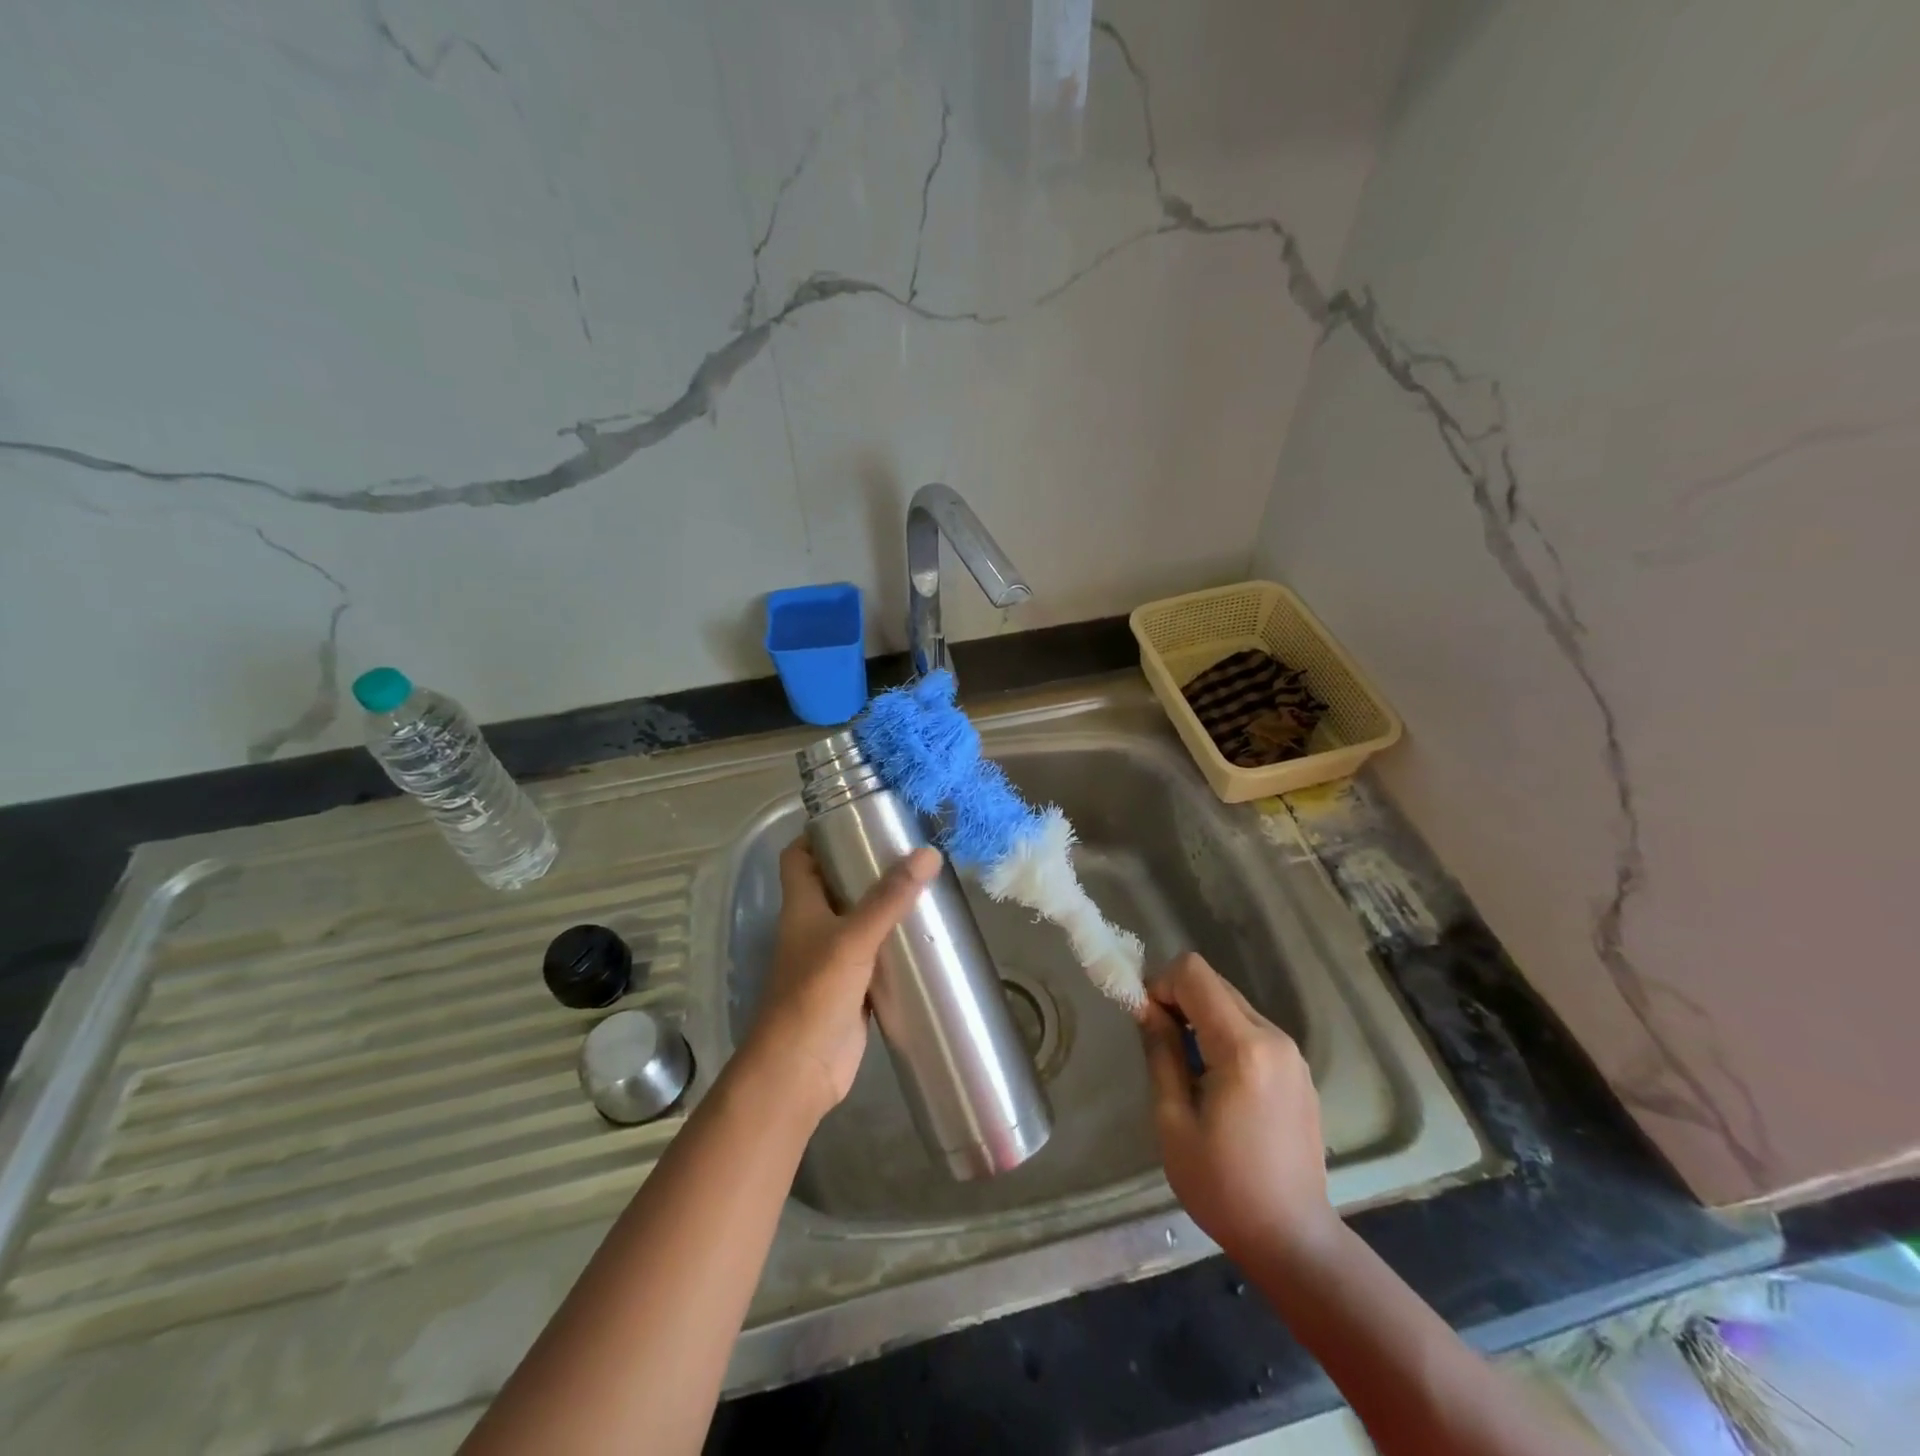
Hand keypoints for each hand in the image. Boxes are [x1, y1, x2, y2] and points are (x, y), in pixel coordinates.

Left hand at [740, 838, 942, 1119]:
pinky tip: (924, 935)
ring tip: (923, 882)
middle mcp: (813, 927)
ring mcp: (832, 959)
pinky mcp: (852, 986)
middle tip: (905, 847)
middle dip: (864, 864)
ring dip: (883, 903)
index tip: (856, 817)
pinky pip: (874, 953)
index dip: (818, 834)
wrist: (800, 1070)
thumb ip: (889, 899)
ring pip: (857, 919)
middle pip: (833, 883)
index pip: (798, 857)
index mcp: (801, 906)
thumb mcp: (853, 939)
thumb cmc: (815, 995)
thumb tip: (928, 853)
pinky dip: (893, 942)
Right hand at [1138, 952, 1339, 1268]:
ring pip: (1232, 1002)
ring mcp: (1292, 1053)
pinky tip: (1216, 1081)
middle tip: (1159, 1041)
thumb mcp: (1173, 1120)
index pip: (1194, 973)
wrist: (1294, 1241)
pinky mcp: (1298, 1070)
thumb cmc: (1223, 1187)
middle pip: (1215, 983)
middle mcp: (1274, 1037)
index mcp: (1243, 1048)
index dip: (1161, 984)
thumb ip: (1161, 1052)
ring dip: (1201, 1016)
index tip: (1147, 1021)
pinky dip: (1224, 1033)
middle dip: (1179, 998)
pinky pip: (1251, 1027)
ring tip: (1187, 1066)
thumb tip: (1146, 1007)